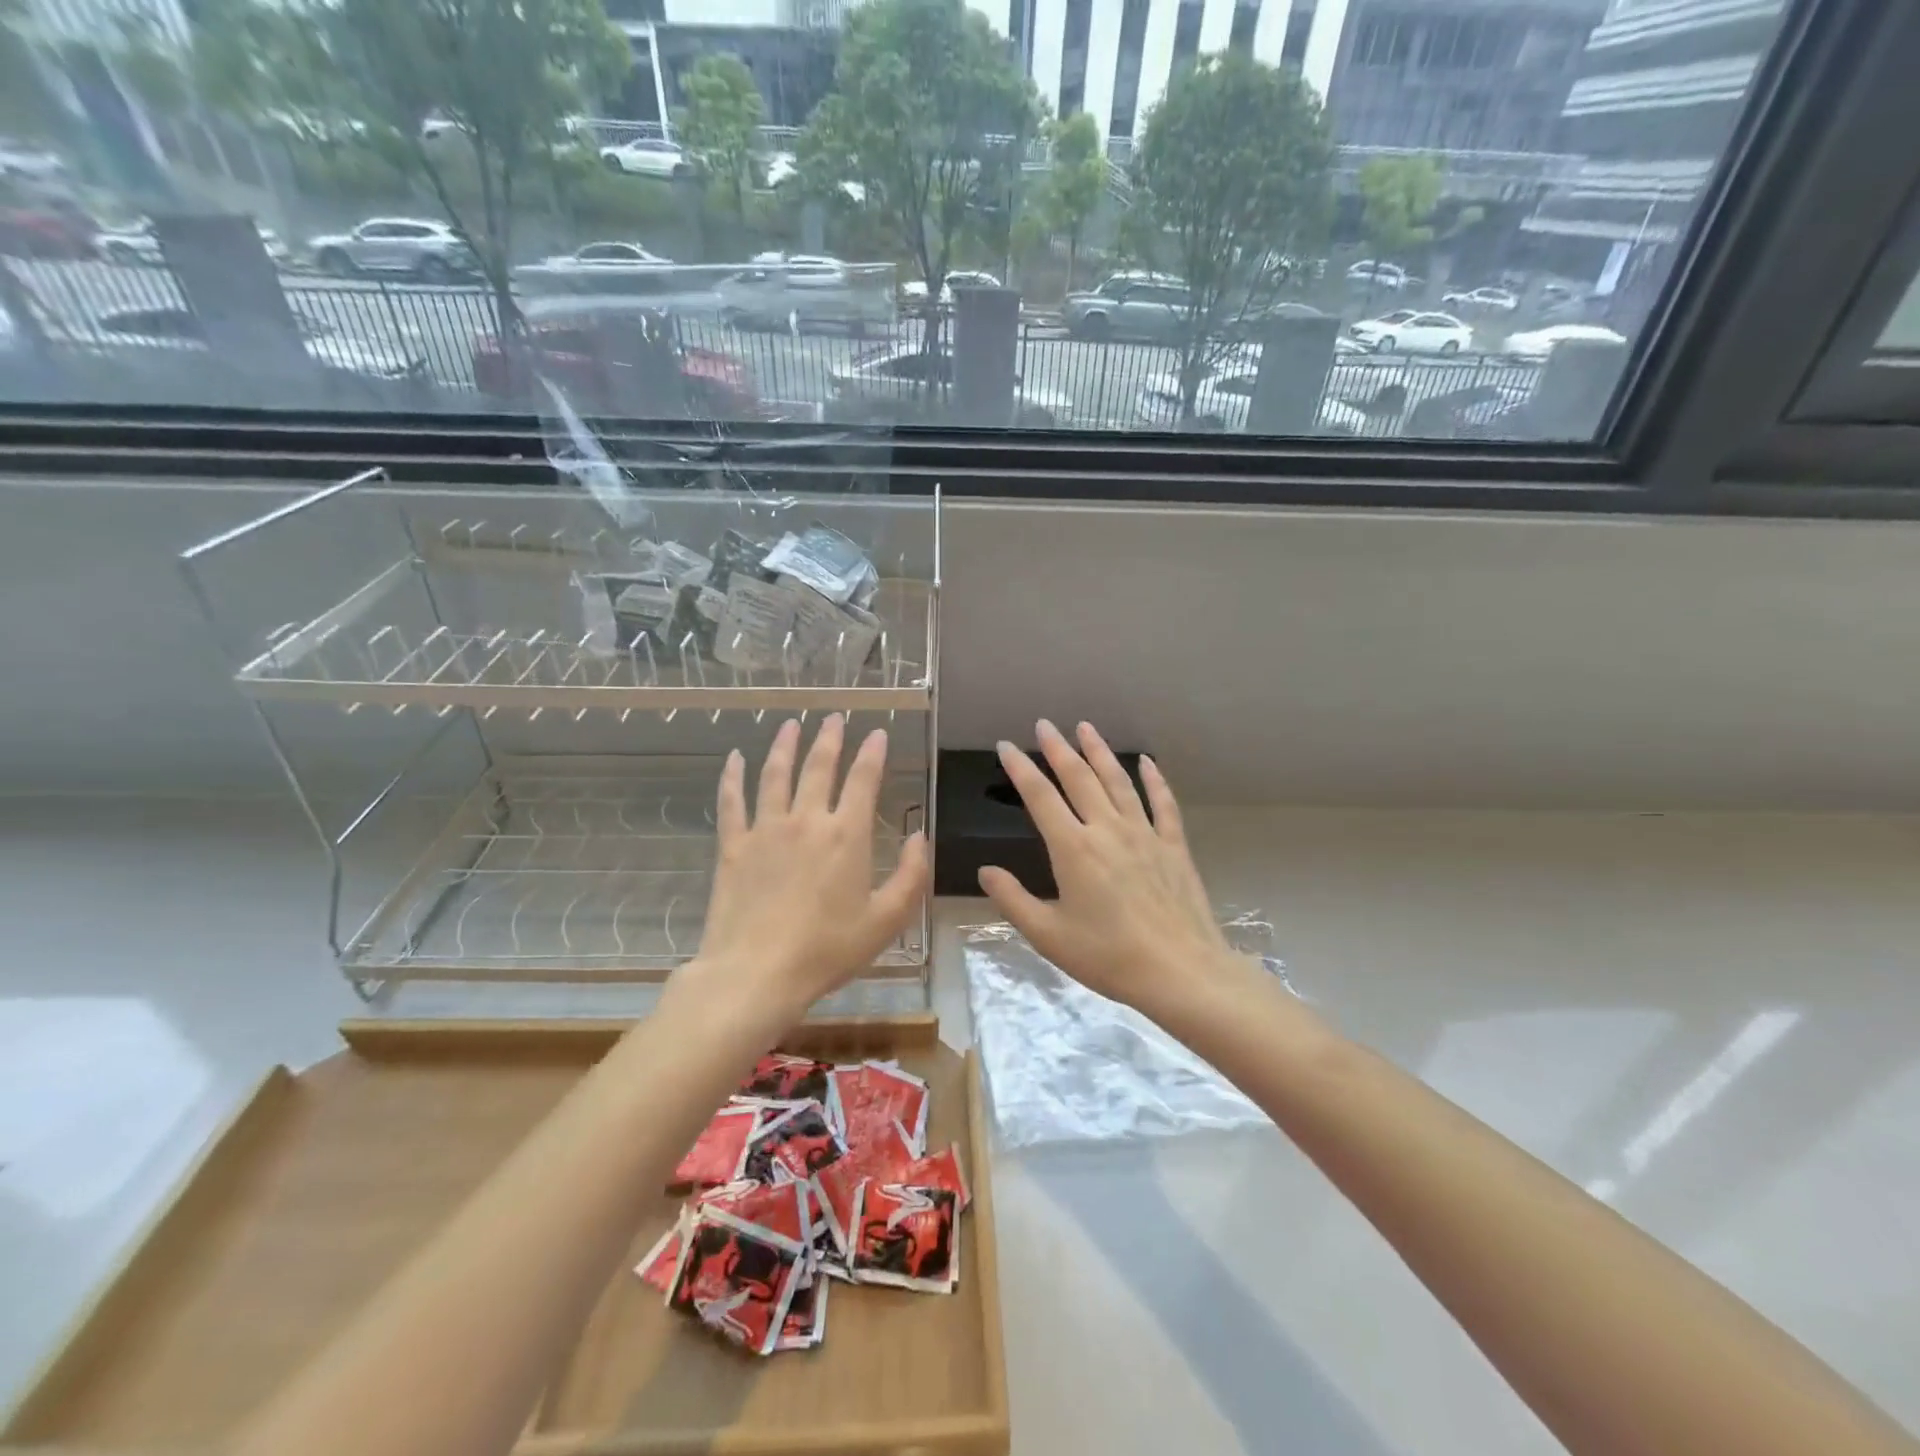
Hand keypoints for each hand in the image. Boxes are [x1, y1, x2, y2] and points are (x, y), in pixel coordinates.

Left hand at [684, 715, 929, 1022]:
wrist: (756, 973)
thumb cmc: (828, 950)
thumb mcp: (887, 920)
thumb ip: (911, 875)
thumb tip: (919, 837)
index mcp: (847, 835)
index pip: (864, 780)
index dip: (873, 753)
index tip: (877, 733)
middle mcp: (807, 820)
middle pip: (819, 767)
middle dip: (829, 738)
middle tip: (834, 717)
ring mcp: (766, 830)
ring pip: (776, 774)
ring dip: (785, 746)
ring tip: (791, 724)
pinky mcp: (733, 846)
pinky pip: (732, 801)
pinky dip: (733, 776)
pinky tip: (735, 758)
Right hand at [979, 720, 1238, 1016]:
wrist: (1181, 972)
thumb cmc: (1109, 956)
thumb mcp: (1049, 935)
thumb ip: (1013, 900)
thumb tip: (986, 871)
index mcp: (1073, 848)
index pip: (1040, 797)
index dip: (1020, 768)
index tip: (1006, 746)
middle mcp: (1107, 829)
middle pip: (1079, 778)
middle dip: (1058, 748)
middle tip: (1045, 725)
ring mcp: (1144, 834)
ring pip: (1118, 781)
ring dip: (1100, 752)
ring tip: (1085, 728)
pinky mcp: (1174, 846)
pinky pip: (1163, 804)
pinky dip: (1154, 780)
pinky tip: (1147, 762)